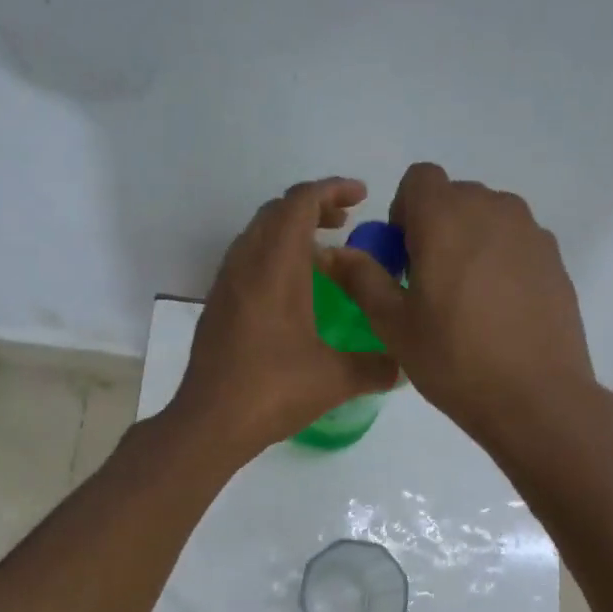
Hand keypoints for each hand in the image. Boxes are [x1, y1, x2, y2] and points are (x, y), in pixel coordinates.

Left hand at [171, 178, 399, 459]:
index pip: (299, 203)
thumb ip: (375, 367)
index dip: (331, 189)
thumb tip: (402, 366)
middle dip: (314, 207)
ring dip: (291, 231)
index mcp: (275, 268)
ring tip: (324, 254)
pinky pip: (247, 259)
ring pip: (258, 234)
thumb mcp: (335, 380)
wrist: (209, 422)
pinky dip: (273, 255)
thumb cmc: (272, 391)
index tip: (362, 196)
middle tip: (347, 223)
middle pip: (276, 211)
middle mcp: (246, 265)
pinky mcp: (218, 305)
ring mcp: (226, 284)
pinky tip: (294, 290)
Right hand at [320, 163, 597, 446]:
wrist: (534, 396)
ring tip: (465, 298)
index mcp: (446, 216)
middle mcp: (492, 208)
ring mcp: (529, 231)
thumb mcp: (393, 322)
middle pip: (454, 196)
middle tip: (428, 283)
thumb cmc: (452, 357)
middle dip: (435, 227)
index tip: (402, 256)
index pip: (419, 178)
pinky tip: (498, 310)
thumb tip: (331, 252)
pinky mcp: (554, 257)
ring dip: (468, 241)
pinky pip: (515, 242)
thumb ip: (361, 277)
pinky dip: (499, 259)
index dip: (404, 210)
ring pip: (487, 217)